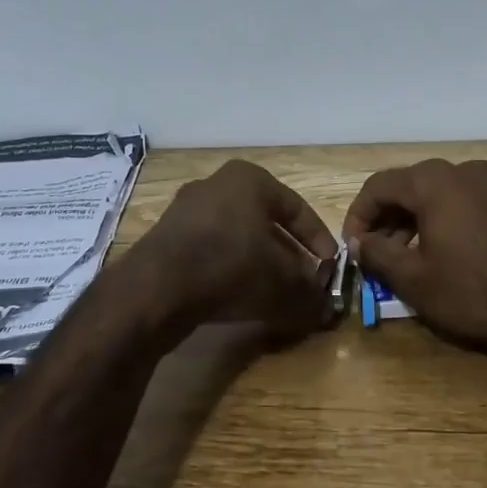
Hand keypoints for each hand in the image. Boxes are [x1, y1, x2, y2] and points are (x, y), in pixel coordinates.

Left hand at [132, 160, 337, 339]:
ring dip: (260, 266)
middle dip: (289, 256)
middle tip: (304, 283)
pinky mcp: (166, 238)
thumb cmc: (231, 268)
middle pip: (266, 224)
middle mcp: (216, 185)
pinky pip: (211, 252)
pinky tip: (240, 299)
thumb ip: (310, 294)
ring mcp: (186, 210)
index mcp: (249, 179)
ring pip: (238, 239)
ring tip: (275, 295)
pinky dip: (230, 272)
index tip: (331, 269)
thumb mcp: (283, 284)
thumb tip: (326, 308)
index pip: (298, 210)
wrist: (155, 290)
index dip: (320, 243)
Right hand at [342, 159, 486, 359]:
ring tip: (404, 255)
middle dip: (386, 218)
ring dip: (413, 219)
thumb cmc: (469, 291)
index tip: (352, 247)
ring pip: (436, 193)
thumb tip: (358, 242)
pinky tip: (439, 250)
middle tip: (375, 252)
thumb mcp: (412, 278)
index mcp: (433, 181)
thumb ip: (376, 252)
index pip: (378, 186)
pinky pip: (462, 200)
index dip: (358, 215)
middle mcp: (461, 170)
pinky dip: (442, 218)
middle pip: (408, 186)